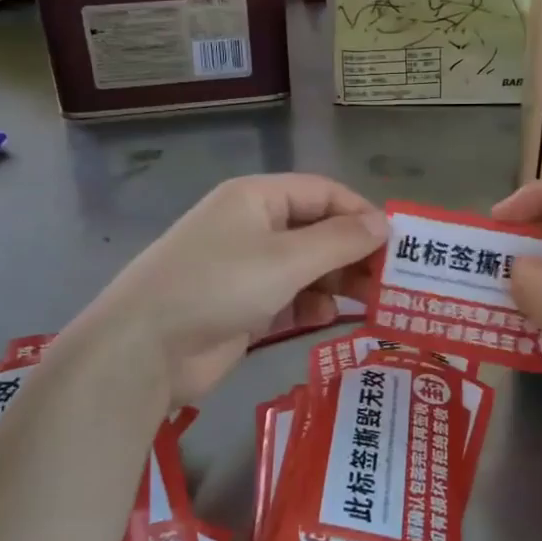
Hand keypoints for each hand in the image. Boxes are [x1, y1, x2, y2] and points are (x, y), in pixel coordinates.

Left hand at [90, 174, 386, 404]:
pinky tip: (324, 317)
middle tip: (388, 281)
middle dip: (352, 253)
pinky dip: (309, 303)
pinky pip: (288, 295)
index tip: (396, 245)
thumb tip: (383, 224)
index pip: (323, 192)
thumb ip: (340, 241)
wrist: (145, 348)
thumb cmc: (219, 286)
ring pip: (305, 266)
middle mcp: (252, 225)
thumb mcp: (286, 259)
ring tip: (366, 302)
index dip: (361, 214)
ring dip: (335, 281)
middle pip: (317, 230)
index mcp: (258, 198)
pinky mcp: (242, 304)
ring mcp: (245, 267)